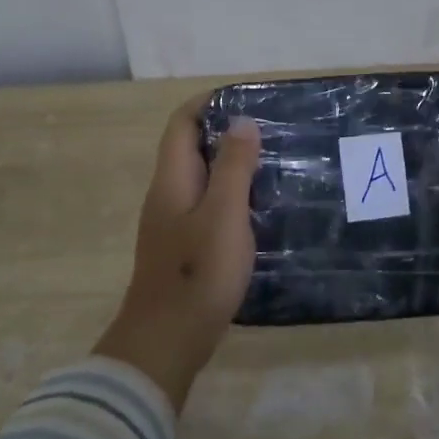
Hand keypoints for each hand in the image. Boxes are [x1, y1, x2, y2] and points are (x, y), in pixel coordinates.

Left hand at [94, 93, 260, 408]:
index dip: (208, 103)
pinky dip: (229, 195)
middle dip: (224, 132)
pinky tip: (257, 208)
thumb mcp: (224, 213)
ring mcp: (172, 223)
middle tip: (270, 131)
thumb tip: (242, 121)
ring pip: (200, 178)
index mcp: (171, 179)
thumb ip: (233, 166)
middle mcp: (166, 194)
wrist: (167, 339)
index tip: (247, 98)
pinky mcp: (183, 247)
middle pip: (189, 148)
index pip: (181, 123)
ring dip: (229, 165)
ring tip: (271, 162)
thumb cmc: (198, 272)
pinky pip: (206, 205)